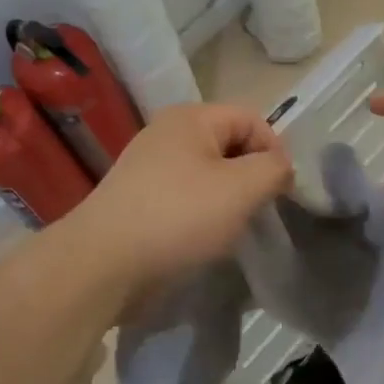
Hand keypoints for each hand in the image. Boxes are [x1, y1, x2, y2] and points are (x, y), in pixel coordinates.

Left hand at [66, 101, 294, 302]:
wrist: (103, 265)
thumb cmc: (179, 217)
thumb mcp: (241, 189)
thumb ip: (273, 169)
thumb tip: (280, 167)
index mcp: (191, 118)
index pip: (252, 119)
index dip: (274, 151)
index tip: (280, 191)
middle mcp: (167, 133)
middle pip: (229, 144)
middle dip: (250, 175)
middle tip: (256, 210)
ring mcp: (149, 166)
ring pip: (208, 173)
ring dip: (227, 198)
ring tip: (230, 227)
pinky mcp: (139, 199)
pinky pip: (185, 196)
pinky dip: (202, 213)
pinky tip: (201, 237)